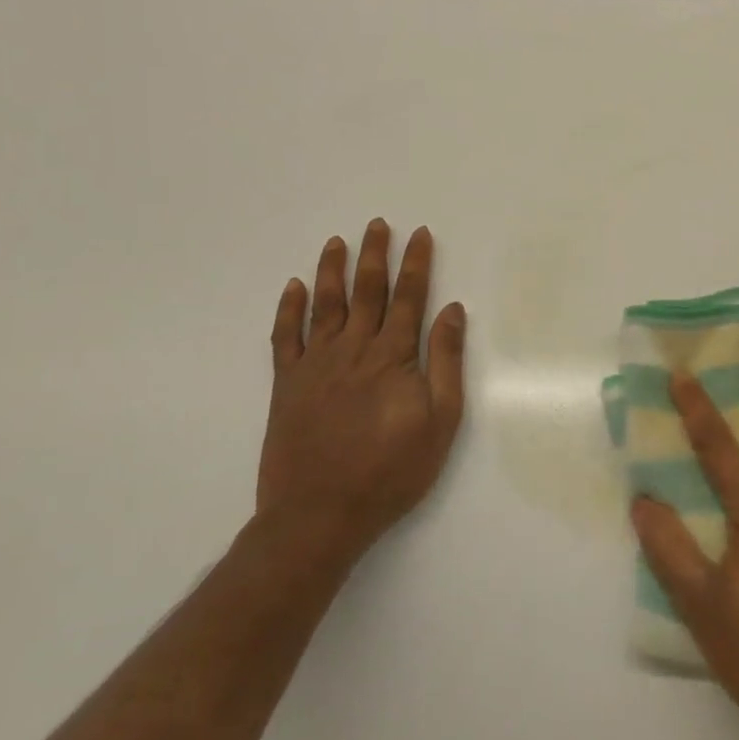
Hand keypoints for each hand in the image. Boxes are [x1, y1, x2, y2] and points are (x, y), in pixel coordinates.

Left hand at [256, 220, 465, 565]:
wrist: (319, 515)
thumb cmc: (391, 471)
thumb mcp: (441, 420)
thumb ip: (446, 361)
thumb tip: (452, 310)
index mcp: (392, 356)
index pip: (409, 297)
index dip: (416, 264)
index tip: (420, 235)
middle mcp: (353, 349)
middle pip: (367, 291)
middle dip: (375, 255)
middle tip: (378, 224)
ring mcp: (315, 365)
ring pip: (325, 305)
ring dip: (332, 270)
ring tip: (338, 241)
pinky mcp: (286, 385)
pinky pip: (285, 337)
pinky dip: (289, 309)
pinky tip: (294, 287)